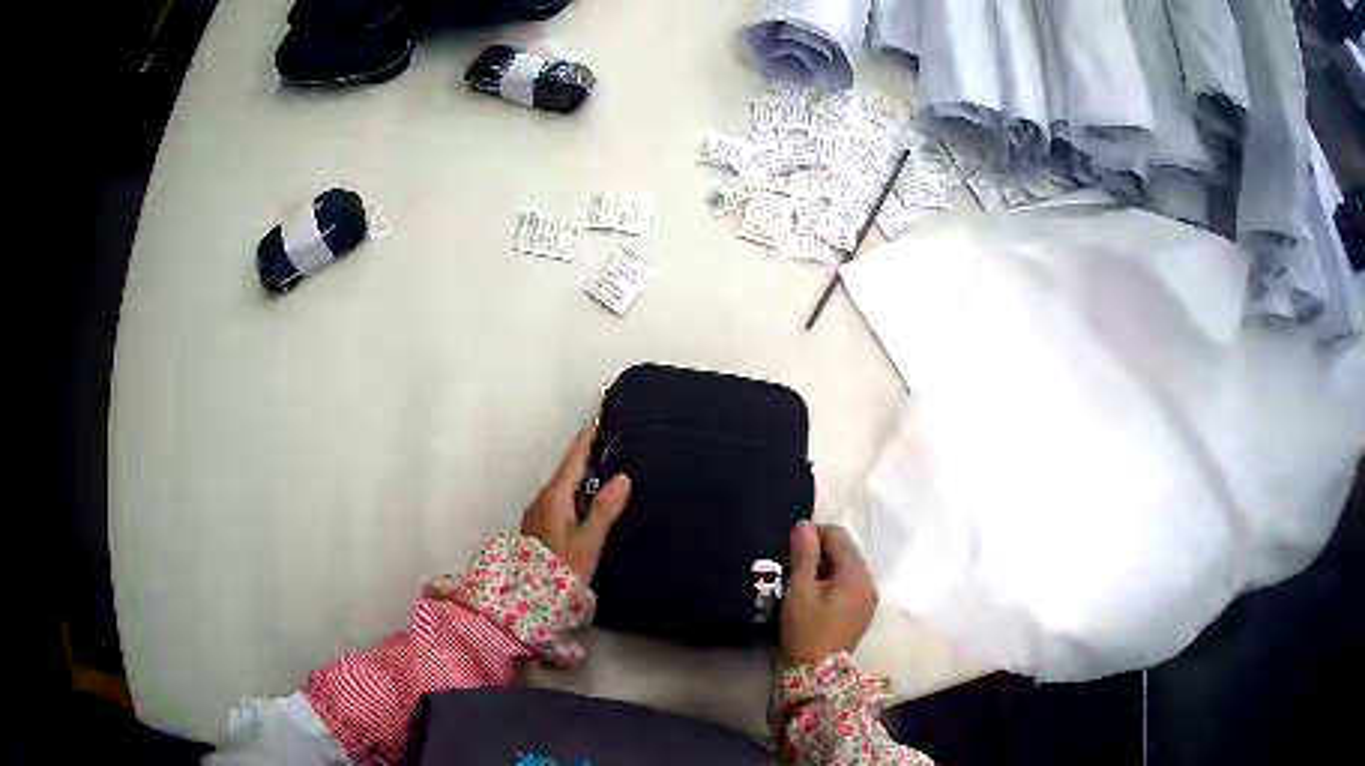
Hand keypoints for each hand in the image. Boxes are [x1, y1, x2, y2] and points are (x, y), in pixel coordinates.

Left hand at [521, 427, 631, 582]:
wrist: (526, 601)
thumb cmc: (560, 570)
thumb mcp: (587, 543)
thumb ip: (604, 510)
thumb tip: (623, 476)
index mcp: (554, 496)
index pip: (574, 458)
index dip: (588, 437)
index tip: (602, 416)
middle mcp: (543, 498)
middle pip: (568, 469)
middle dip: (589, 453)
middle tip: (614, 440)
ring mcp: (539, 513)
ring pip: (565, 485)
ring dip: (584, 474)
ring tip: (610, 467)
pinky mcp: (541, 527)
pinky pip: (563, 499)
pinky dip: (578, 491)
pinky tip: (592, 500)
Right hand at [781, 521, 877, 665]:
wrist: (817, 675)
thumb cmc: (806, 632)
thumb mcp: (800, 591)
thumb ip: (804, 556)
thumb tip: (804, 525)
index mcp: (856, 575)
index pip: (838, 536)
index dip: (813, 534)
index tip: (790, 548)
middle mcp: (868, 583)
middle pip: (845, 551)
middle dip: (819, 551)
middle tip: (792, 565)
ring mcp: (868, 599)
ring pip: (846, 568)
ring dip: (825, 567)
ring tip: (800, 582)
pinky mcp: (862, 613)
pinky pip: (849, 585)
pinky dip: (832, 582)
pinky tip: (813, 597)